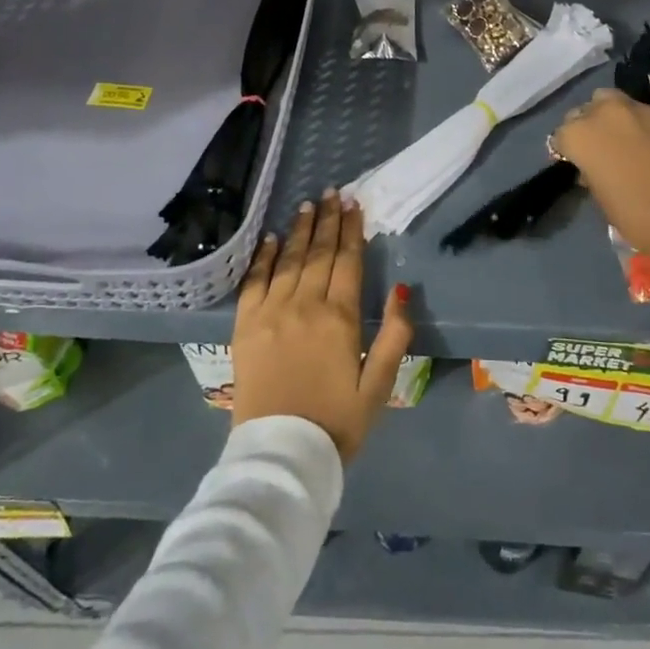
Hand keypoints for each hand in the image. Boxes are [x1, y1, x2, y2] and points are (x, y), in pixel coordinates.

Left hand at [231, 189, 412, 462]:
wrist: (280, 455)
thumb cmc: (336, 423)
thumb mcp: (379, 385)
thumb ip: (394, 336)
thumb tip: (404, 290)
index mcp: (339, 319)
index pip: (348, 261)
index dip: (352, 230)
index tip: (355, 204)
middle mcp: (304, 305)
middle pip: (319, 253)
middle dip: (328, 221)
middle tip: (333, 193)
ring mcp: (271, 313)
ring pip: (288, 260)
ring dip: (299, 230)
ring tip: (308, 205)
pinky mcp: (245, 326)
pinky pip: (254, 281)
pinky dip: (263, 257)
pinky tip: (270, 238)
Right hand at [552, 88, 649, 282]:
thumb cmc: (638, 218)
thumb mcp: (601, 198)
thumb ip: (592, 171)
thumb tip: (595, 165)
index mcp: (580, 135)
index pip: (562, 135)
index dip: (570, 150)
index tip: (579, 164)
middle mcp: (606, 112)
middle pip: (588, 109)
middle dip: (591, 125)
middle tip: (602, 149)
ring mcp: (641, 109)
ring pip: (619, 104)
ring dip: (618, 119)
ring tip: (630, 142)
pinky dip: (649, 126)